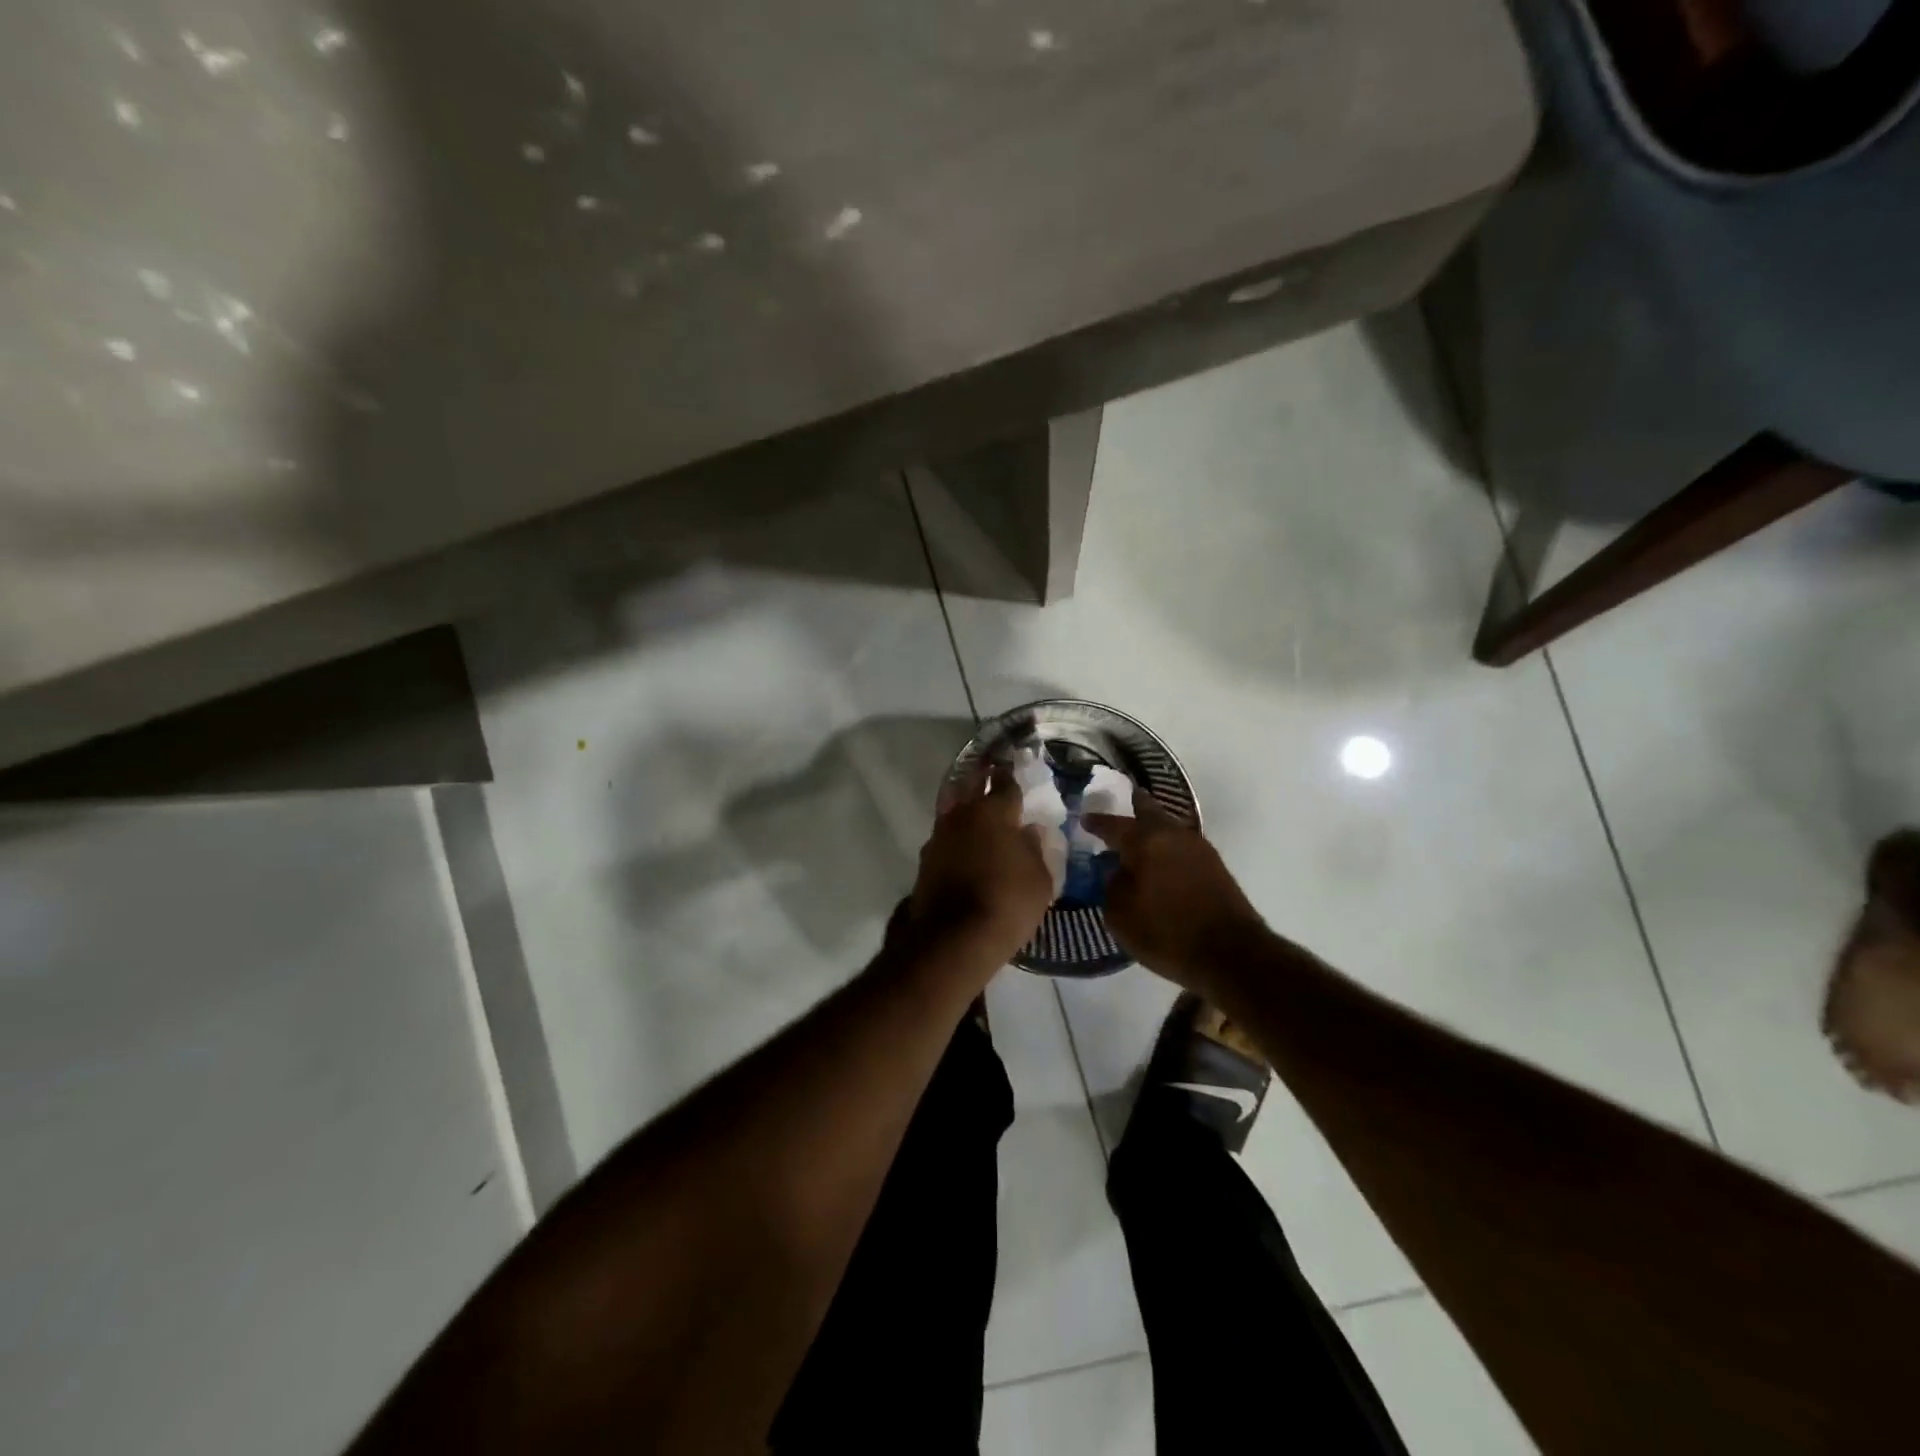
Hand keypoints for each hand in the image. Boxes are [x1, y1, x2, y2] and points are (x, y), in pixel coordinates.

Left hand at [902, 763, 1053, 969]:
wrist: (954, 938)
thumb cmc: (1008, 902)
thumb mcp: (1039, 879)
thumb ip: (1034, 849)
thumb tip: (1029, 831)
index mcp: (995, 812)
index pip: (1005, 784)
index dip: (1010, 777)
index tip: (1011, 770)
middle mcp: (963, 815)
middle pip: (971, 786)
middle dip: (980, 778)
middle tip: (988, 771)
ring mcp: (939, 836)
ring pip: (953, 811)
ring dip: (964, 808)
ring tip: (975, 812)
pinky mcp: (925, 860)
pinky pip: (945, 838)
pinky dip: (955, 837)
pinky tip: (962, 845)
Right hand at [1084, 788, 1266, 987]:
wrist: (1231, 954)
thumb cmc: (1167, 933)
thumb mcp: (1120, 916)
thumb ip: (1111, 886)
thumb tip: (1117, 872)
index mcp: (1145, 841)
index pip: (1113, 824)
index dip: (1096, 821)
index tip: (1084, 818)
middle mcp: (1173, 834)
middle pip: (1149, 810)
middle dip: (1133, 805)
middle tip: (1120, 804)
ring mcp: (1198, 848)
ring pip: (1168, 827)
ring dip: (1152, 828)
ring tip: (1137, 837)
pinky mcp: (1215, 866)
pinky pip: (1181, 845)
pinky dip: (1167, 846)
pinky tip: (1159, 860)